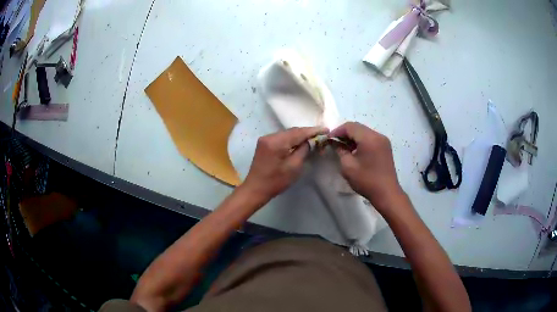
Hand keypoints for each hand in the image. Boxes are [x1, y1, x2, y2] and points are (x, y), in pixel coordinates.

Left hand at [243, 126, 328, 200]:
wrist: (255, 189)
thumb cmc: (276, 181)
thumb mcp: (294, 167)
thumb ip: (303, 150)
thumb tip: (310, 141)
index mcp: (276, 142)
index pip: (298, 132)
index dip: (313, 130)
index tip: (326, 130)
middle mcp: (269, 136)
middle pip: (292, 131)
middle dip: (307, 132)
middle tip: (321, 134)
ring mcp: (265, 139)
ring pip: (287, 133)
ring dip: (299, 135)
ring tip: (313, 138)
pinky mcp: (264, 143)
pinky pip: (281, 137)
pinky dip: (291, 139)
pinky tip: (299, 142)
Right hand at [330, 122, 402, 211]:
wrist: (386, 193)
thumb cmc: (366, 180)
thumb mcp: (348, 166)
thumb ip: (340, 151)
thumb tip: (336, 143)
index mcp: (369, 138)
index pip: (350, 126)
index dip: (337, 131)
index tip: (329, 139)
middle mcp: (378, 135)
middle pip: (358, 127)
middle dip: (345, 133)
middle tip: (335, 143)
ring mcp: (383, 141)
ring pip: (364, 132)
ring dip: (353, 137)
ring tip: (344, 147)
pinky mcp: (385, 147)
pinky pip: (370, 138)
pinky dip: (361, 141)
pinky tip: (355, 150)